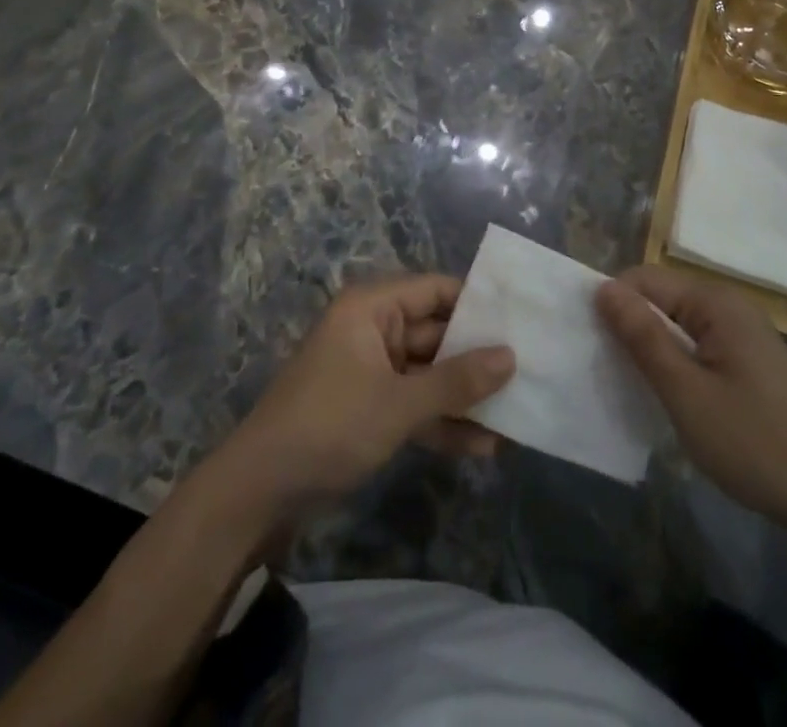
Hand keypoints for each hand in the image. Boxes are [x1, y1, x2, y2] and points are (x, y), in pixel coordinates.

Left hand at [214, 274, 514, 522]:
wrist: (255, 496)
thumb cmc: (328, 427)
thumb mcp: (398, 404)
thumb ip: (456, 381)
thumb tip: (511, 357)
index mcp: (373, 308)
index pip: (437, 290)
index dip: (479, 303)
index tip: (523, 319)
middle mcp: (374, 330)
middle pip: (438, 334)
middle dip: (479, 358)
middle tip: (532, 369)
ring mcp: (372, 372)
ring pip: (430, 374)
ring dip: (465, 396)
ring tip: (517, 414)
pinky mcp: (369, 410)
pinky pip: (415, 405)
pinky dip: (443, 422)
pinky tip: (484, 447)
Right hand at [597, 266, 786, 530]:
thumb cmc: (752, 442)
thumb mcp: (686, 393)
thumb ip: (643, 337)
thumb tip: (604, 288)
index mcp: (716, 301)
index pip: (645, 279)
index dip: (614, 304)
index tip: (590, 342)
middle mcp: (730, 305)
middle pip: (662, 298)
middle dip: (631, 326)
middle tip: (607, 370)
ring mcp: (743, 332)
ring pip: (678, 324)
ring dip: (653, 348)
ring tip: (631, 384)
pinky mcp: (749, 359)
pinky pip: (698, 344)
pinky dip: (676, 362)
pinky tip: (669, 394)